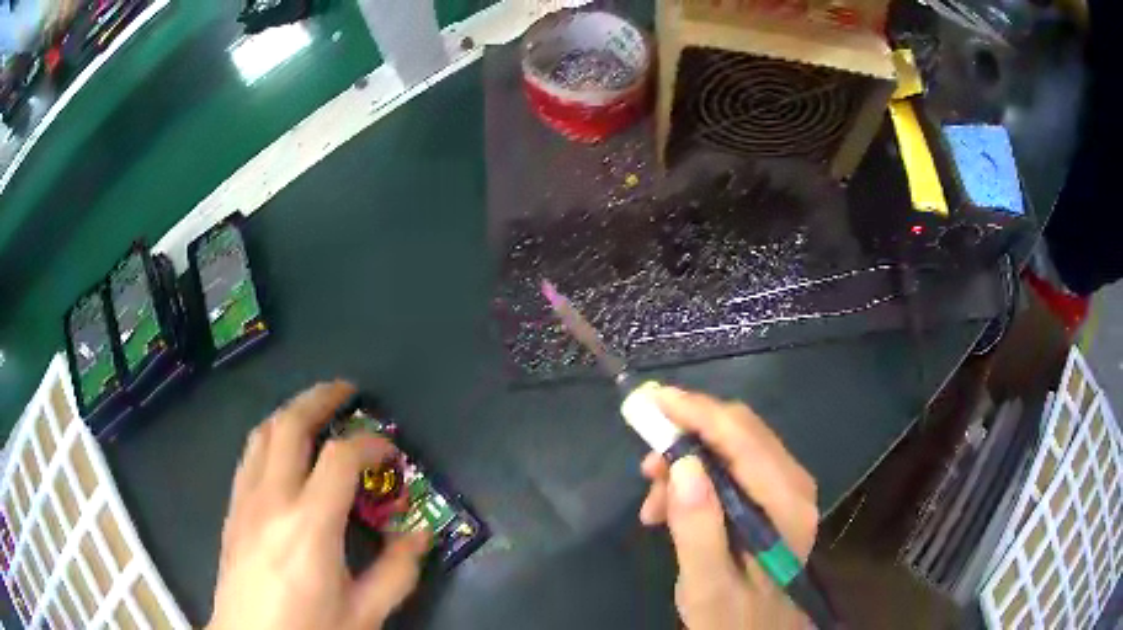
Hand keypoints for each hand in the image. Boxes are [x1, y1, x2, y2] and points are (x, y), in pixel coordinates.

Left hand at [207, 381, 428, 629]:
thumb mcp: (364, 614)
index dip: (371, 444)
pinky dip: (271, 437)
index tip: (392, 452)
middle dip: (321, 398)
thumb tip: (420, 534)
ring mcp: (245, 500)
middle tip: (347, 392)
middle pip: (290, 425)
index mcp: (310, 526)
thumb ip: (397, 572)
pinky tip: (284, 453)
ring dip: (291, 412)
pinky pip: (250, 456)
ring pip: (263, 433)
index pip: (341, 458)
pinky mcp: (232, 510)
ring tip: (316, 412)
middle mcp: (272, 499)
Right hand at [638, 387, 818, 629]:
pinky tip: (670, 508)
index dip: (696, 412)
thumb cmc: (733, 615)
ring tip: (652, 503)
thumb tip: (682, 463)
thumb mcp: (707, 584)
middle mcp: (794, 483)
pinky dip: (696, 476)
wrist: (759, 629)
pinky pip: (731, 465)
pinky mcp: (771, 495)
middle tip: (644, 464)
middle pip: (739, 432)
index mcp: (786, 504)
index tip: (650, 399)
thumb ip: (698, 529)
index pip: (741, 437)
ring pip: (732, 445)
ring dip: (687, 462)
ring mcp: (785, 487)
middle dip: (686, 437)